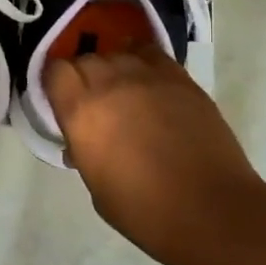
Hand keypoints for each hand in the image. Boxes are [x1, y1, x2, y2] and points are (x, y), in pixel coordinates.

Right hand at [45, 46, 263, 264]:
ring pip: (119, 53)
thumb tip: (81, 142)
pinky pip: (152, 54)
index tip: (59, 100)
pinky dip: (143, 61)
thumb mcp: (96, 187)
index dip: (55, 83)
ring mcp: (149, 77)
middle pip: (86, 59)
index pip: (54, 70)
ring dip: (114, 68)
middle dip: (83, 76)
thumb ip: (84, 152)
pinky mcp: (181, 79)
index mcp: (82, 112)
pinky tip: (147, 81)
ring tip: (123, 91)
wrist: (211, 210)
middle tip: (92, 102)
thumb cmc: (145, 211)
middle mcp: (111, 83)